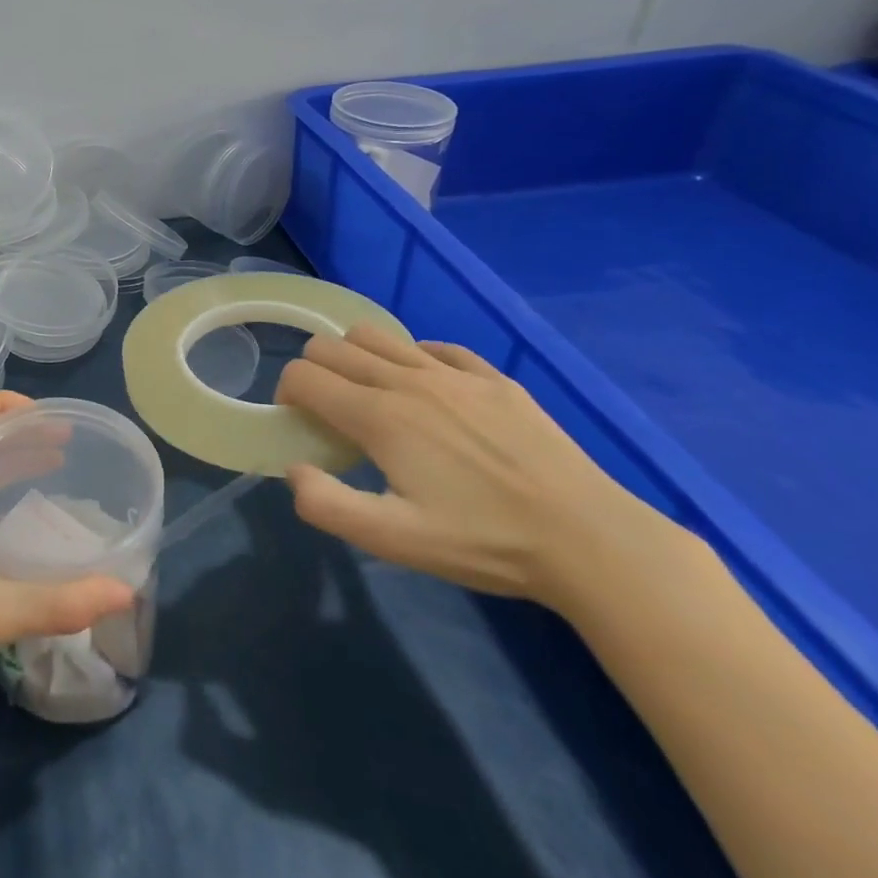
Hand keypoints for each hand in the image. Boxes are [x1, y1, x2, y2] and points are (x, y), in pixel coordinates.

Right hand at [275, 324, 670, 608]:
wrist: (590, 540)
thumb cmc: (484, 542)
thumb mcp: (395, 541)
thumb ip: (327, 505)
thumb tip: (293, 470)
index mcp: (378, 416)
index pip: (304, 375)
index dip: (288, 393)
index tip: (300, 422)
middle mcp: (406, 380)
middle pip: (331, 346)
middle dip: (314, 371)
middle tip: (329, 412)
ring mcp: (452, 373)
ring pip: (375, 335)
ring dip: (355, 357)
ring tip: (371, 397)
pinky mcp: (492, 377)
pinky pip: (433, 347)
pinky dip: (412, 359)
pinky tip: (427, 394)